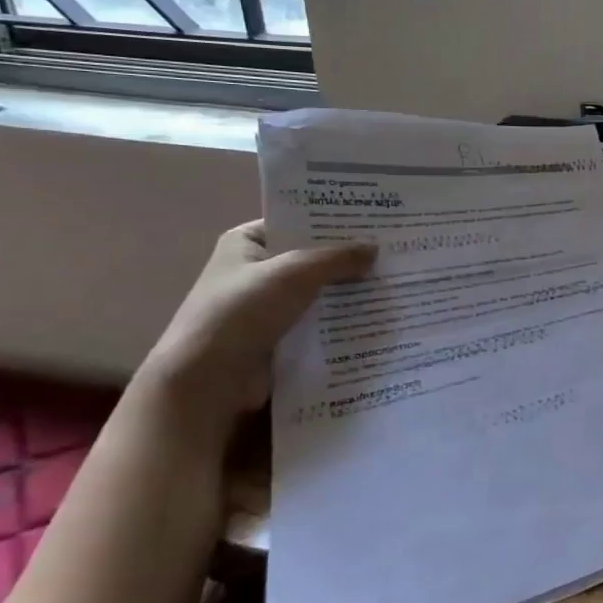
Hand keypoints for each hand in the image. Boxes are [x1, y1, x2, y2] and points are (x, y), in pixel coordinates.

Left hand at [139, 220, 376, 422]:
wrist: (209, 380)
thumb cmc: (244, 311)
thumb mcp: (296, 272)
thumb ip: (337, 258)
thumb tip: (375, 249)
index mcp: (245, 243)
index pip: (296, 222)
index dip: (332, 222)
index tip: (374, 222)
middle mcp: (254, 271)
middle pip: (310, 258)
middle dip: (347, 259)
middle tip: (393, 253)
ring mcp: (265, 308)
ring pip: (317, 293)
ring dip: (348, 292)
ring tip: (393, 283)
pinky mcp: (278, 339)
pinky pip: (317, 323)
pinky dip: (340, 321)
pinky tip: (376, 317)